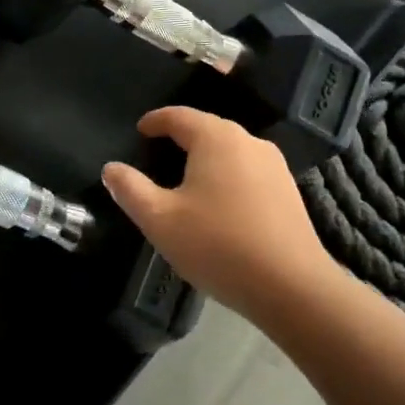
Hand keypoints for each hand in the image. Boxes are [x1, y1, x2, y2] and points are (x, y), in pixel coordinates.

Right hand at [103, 107, 335, 324]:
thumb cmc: (219, 246)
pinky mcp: (289, 190)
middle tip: (158, 156)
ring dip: (206, 159)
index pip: (178, 115)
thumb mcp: (161, 220)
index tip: (140, 131)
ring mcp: (273, 165)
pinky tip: (220, 204)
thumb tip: (111, 168)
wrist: (293, 288)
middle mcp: (247, 140)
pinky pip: (248, 171)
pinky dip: (227, 176)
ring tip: (186, 181)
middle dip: (180, 138)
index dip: (155, 121)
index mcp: (215, 137)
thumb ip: (130, 189)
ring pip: (229, 150)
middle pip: (206, 129)